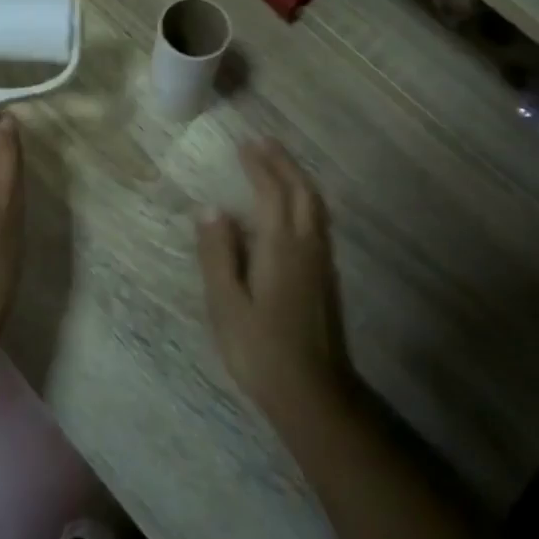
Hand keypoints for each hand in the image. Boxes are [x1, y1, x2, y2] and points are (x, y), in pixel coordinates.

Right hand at [197, 140, 356, 427]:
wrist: (315, 395)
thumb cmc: (261, 349)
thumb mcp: (226, 303)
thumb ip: (218, 253)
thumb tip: (211, 209)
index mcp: (282, 246)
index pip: (272, 192)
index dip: (259, 165)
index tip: (244, 144)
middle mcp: (308, 246)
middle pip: (302, 191)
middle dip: (283, 163)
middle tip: (262, 143)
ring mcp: (322, 262)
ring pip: (315, 206)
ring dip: (297, 179)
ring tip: (277, 166)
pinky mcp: (327, 279)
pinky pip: (318, 222)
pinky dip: (304, 201)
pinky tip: (291, 211)